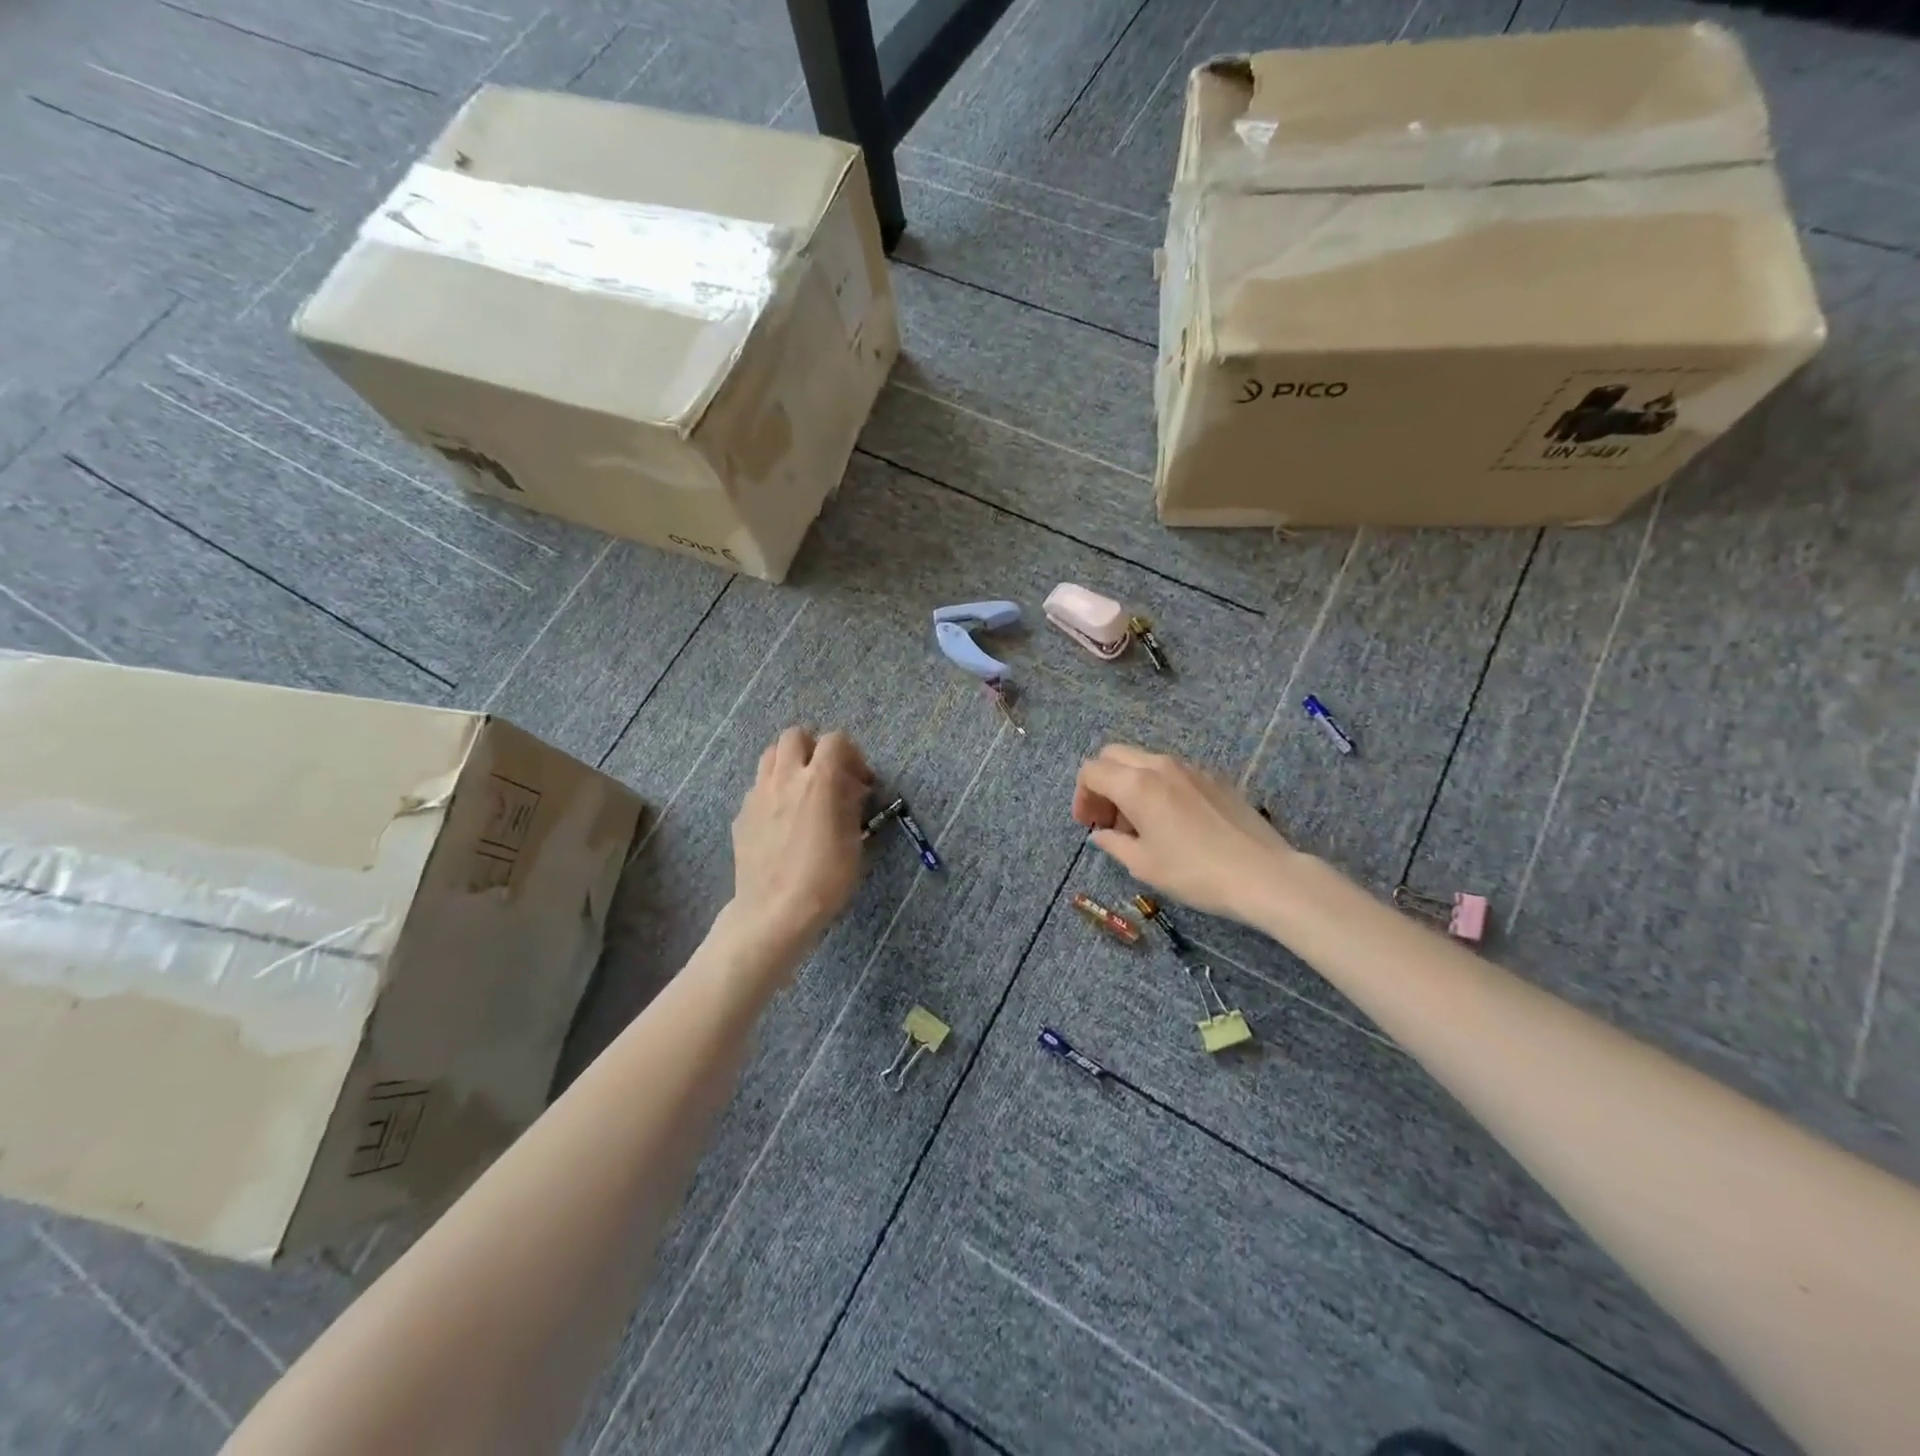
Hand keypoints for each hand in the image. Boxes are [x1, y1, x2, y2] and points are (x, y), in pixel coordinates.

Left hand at [729, 726, 873, 954]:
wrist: (774, 911)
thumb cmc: (825, 878)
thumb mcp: (853, 840)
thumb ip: (850, 803)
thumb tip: (850, 787)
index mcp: (818, 780)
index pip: (835, 740)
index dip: (852, 754)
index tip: (860, 781)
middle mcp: (784, 777)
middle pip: (795, 735)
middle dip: (814, 748)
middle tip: (827, 776)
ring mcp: (758, 794)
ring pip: (770, 756)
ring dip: (789, 763)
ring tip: (802, 792)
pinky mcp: (741, 814)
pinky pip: (758, 787)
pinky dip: (773, 791)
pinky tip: (782, 821)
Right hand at [1072, 745, 1297, 923]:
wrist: (1262, 874)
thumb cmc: (1194, 872)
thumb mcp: (1144, 865)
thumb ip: (1114, 844)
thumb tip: (1101, 834)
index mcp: (1137, 784)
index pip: (1092, 771)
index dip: (1082, 796)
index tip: (1089, 824)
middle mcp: (1161, 765)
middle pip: (1114, 756)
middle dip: (1102, 783)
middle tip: (1107, 818)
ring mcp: (1190, 768)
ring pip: (1144, 761)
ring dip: (1130, 784)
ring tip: (1140, 824)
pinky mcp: (1214, 777)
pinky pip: (1172, 771)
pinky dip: (1157, 786)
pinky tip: (1172, 821)